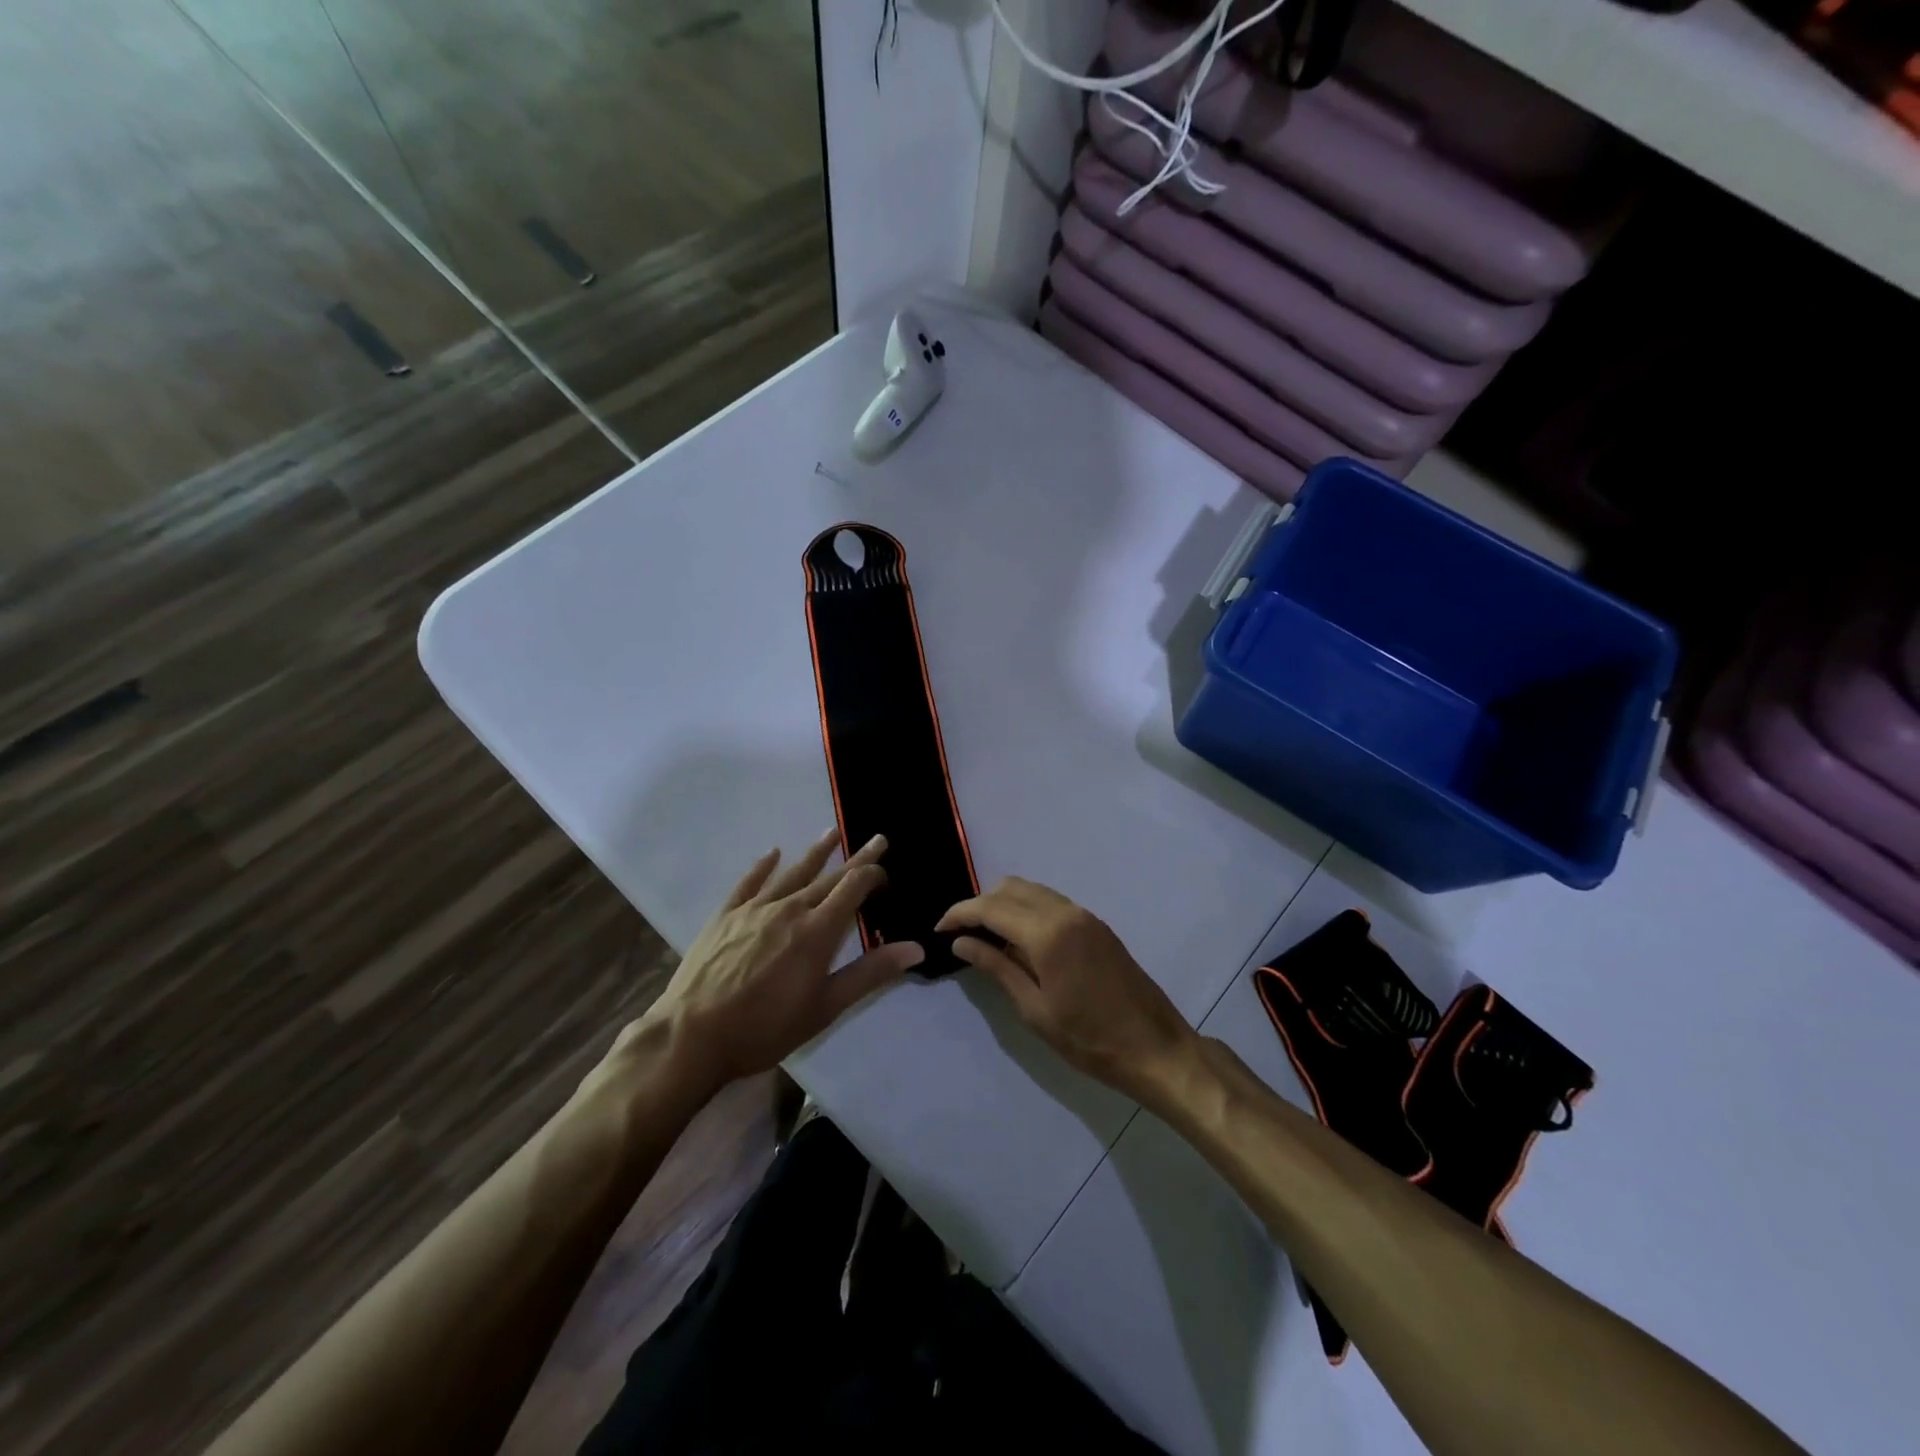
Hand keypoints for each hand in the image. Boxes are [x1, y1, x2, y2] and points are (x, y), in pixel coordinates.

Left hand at [639, 831, 923, 1090]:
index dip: (873, 875)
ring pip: (793, 872)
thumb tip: (915, 948)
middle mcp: (790, 908)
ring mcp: (755, 908)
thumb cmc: (764, 1028)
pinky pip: (749, 882)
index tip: (886, 873)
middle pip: (829, 876)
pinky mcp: (726, 915)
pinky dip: (763, 866)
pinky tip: (772, 853)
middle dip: (856, 858)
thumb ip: (869, 974)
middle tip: (876, 840)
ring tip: (832, 832)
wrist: (692, 1036)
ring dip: (816, 852)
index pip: (853, 888)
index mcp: (818, 931)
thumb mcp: (824, 1008)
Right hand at [938, 878, 1196, 1101]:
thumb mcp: (1034, 1010)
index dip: (960, 914)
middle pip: (1011, 888)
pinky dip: (1028, 909)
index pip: (991, 907)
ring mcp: (1085, 915)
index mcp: (1047, 933)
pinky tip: (1019, 940)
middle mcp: (1066, 912)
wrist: (1155, 1047)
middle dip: (980, 904)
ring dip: (1004, 904)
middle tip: (961, 934)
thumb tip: (961, 942)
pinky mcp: (1096, 925)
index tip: (939, 929)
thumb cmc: (1089, 1039)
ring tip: (986, 937)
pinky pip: (1052, 902)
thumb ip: (997, 968)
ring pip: (1032, 891)